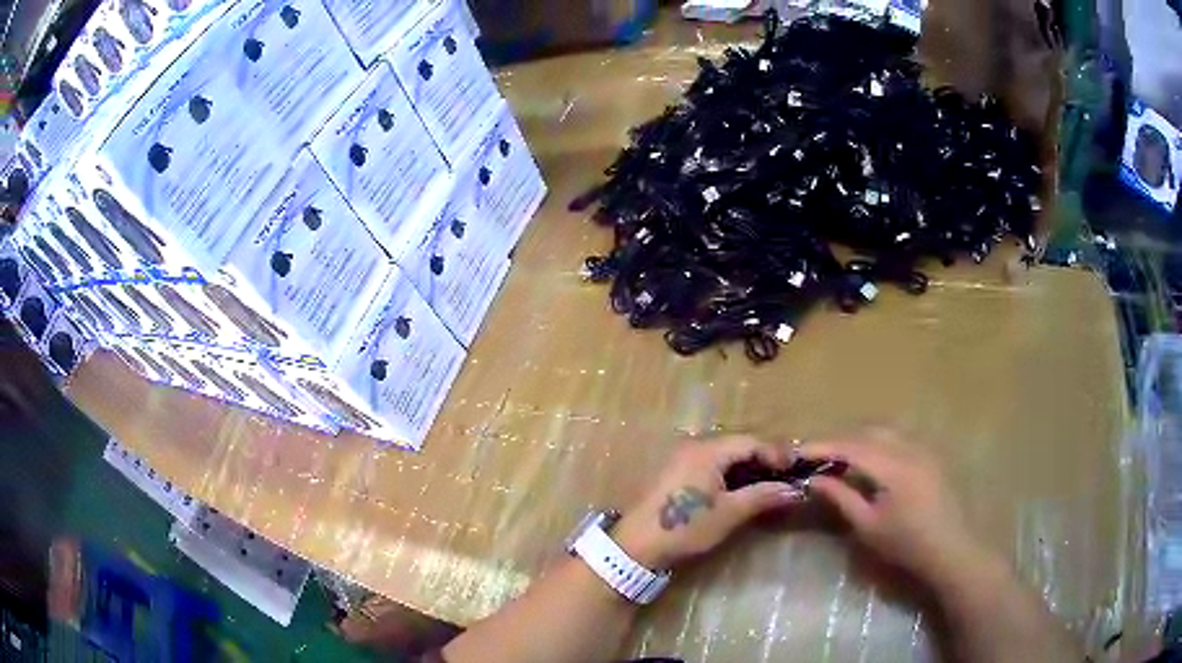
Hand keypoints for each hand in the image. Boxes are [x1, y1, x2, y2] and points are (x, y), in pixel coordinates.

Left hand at [613, 436, 804, 569]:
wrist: (635, 546)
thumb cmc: (685, 527)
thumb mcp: (728, 514)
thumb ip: (762, 496)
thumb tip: (795, 490)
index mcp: (707, 450)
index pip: (751, 442)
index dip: (776, 453)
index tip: (796, 470)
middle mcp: (694, 446)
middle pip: (738, 445)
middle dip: (764, 459)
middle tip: (786, 476)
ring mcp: (682, 459)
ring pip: (725, 455)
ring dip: (748, 467)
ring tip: (769, 484)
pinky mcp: (676, 473)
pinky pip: (711, 465)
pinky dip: (731, 474)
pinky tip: (742, 489)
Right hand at [799, 430, 985, 585]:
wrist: (950, 548)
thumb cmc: (906, 544)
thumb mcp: (868, 526)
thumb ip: (841, 497)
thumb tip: (815, 478)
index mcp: (893, 466)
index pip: (851, 446)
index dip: (823, 445)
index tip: (797, 450)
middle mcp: (909, 447)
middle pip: (867, 431)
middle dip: (840, 439)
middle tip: (815, 453)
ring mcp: (923, 448)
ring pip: (885, 430)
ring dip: (859, 438)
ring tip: (840, 455)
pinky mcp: (930, 454)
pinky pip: (899, 437)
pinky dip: (878, 442)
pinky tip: (870, 458)